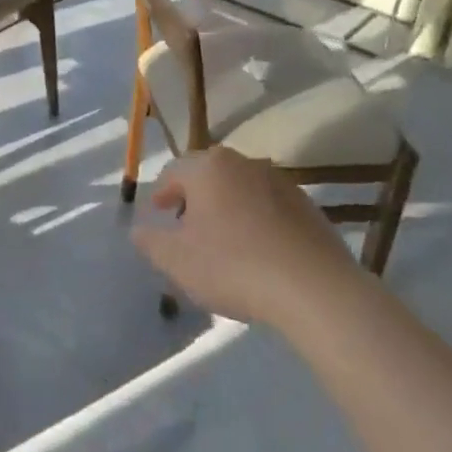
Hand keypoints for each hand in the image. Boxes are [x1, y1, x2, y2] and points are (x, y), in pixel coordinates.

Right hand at [129, 147, 359, 325]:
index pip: (175, 171)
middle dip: (195, 196)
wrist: (313, 287)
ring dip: (227, 206)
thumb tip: (138, 230)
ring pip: (241, 188)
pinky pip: (270, 206)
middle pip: (210, 174)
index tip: (158, 213)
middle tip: (186, 223)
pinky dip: (256, 219)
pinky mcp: (307, 206)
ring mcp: (281, 182)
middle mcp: (244, 163)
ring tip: (221, 239)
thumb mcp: (177, 260)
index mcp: (209, 168)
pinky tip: (257, 250)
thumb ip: (151, 242)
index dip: (162, 192)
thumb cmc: (233, 266)